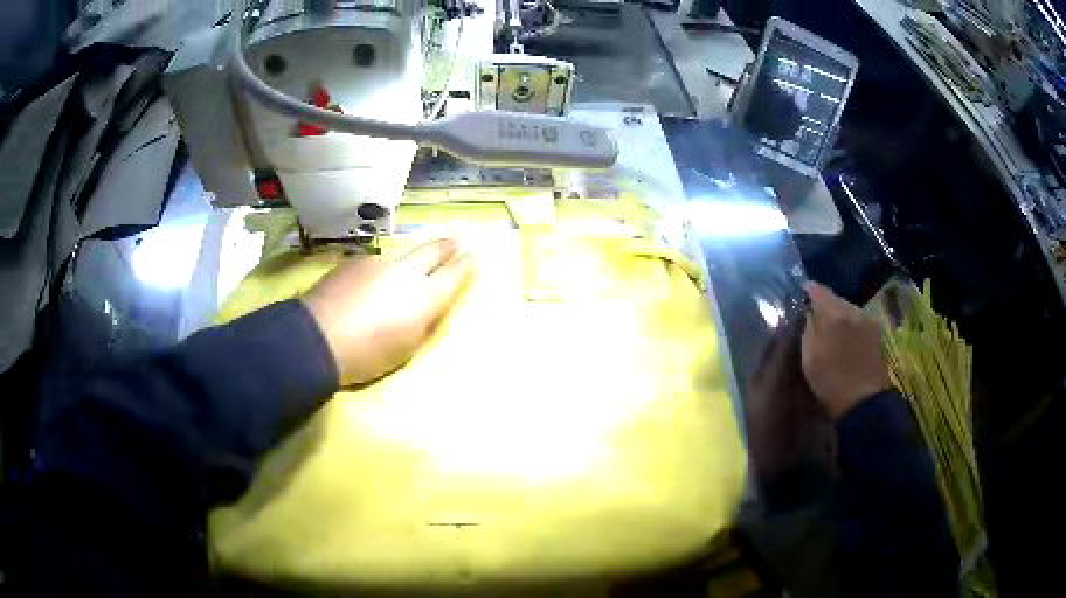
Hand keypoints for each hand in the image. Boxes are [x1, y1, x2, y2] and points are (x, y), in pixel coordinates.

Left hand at [302, 239, 473, 386]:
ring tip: (390, 286)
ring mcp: (376, 263)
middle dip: (445, 247)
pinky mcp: (352, 262)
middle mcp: (404, 272)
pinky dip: (374, 275)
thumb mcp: (405, 348)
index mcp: (424, 297)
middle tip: (454, 243)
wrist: (317, 339)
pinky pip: (372, 266)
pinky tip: (361, 291)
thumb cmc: (367, 355)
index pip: (453, 274)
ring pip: (397, 260)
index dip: (465, 265)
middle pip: (431, 251)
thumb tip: (424, 306)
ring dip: (401, 268)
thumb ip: (420, 322)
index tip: (471, 258)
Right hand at [801, 282, 893, 418]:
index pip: (817, 290)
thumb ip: (808, 328)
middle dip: (825, 305)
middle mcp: (852, 309)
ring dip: (839, 315)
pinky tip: (846, 338)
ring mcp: (867, 319)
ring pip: (848, 309)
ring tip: (831, 330)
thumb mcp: (809, 356)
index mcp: (833, 313)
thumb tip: (809, 312)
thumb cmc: (830, 381)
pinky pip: (858, 319)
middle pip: (834, 298)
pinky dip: (850, 324)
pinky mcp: (876, 331)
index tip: (801, 294)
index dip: (808, 291)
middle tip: (815, 316)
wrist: (863, 401)